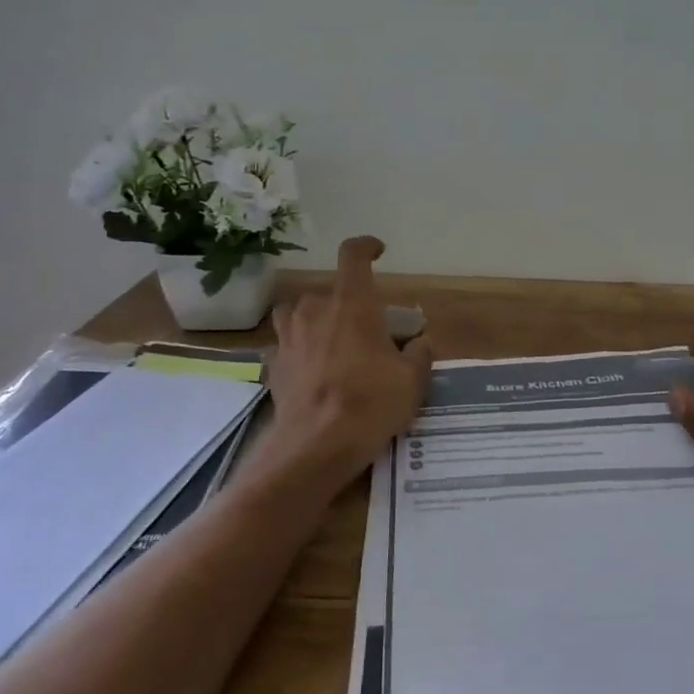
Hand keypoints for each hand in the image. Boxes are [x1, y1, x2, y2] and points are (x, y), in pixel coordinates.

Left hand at [260, 236, 433, 499]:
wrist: (316, 446)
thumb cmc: (370, 403)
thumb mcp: (412, 381)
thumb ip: (419, 354)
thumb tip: (420, 343)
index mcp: (352, 304)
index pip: (353, 256)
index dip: (366, 247)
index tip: (378, 252)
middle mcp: (315, 311)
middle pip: (329, 292)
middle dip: (348, 305)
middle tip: (367, 331)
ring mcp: (288, 337)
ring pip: (298, 313)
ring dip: (315, 321)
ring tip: (331, 343)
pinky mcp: (273, 365)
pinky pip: (286, 346)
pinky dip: (298, 352)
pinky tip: (311, 373)